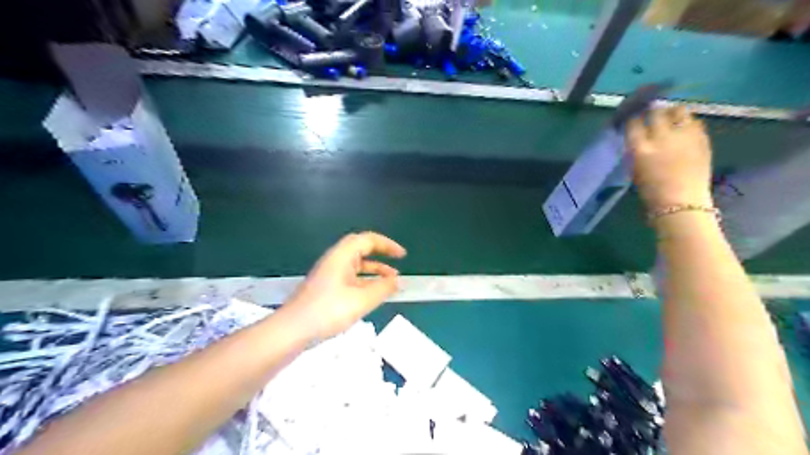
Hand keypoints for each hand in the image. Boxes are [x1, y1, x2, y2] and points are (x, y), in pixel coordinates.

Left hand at [282, 233, 405, 338]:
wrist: (292, 330)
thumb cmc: (328, 311)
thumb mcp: (361, 300)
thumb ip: (383, 288)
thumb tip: (397, 281)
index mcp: (342, 256)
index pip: (368, 240)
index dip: (387, 245)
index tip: (402, 255)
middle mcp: (335, 260)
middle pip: (361, 249)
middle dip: (381, 255)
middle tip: (397, 263)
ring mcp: (329, 274)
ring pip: (356, 265)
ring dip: (374, 270)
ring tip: (391, 281)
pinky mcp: (326, 287)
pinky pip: (350, 278)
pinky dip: (365, 281)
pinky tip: (372, 294)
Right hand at [626, 107, 713, 211]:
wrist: (681, 204)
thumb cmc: (651, 192)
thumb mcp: (635, 169)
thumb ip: (637, 150)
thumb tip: (639, 137)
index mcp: (640, 148)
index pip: (633, 123)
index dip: (633, 119)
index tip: (633, 119)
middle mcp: (661, 137)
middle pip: (656, 112)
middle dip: (653, 111)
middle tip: (652, 114)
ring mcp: (684, 136)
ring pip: (679, 111)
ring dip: (672, 112)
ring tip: (670, 118)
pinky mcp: (702, 139)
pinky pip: (694, 122)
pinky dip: (687, 122)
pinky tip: (684, 129)